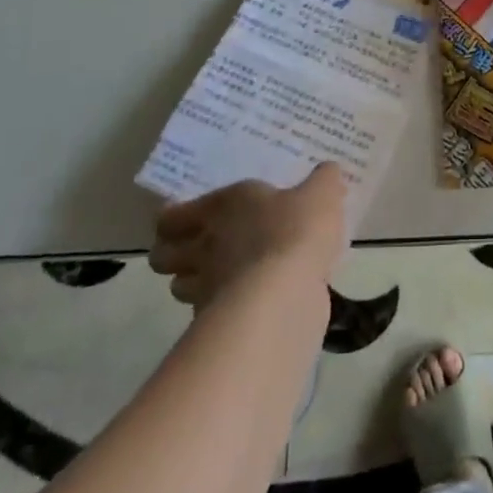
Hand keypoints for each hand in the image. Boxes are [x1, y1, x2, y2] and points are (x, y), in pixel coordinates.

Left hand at [148, 163, 346, 310]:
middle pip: (163, 256)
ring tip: (218, 279)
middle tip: (195, 251)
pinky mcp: (217, 321)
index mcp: (221, 207)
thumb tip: (328, 171)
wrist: (285, 293)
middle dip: (173, 254)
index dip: (172, 220)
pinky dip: (218, 310)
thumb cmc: (295, 231)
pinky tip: (241, 305)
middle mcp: (204, 244)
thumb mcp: (322, 194)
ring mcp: (206, 286)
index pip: (172, 216)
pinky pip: (207, 314)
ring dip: (195, 283)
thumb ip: (324, 181)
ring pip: (180, 287)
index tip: (182, 221)